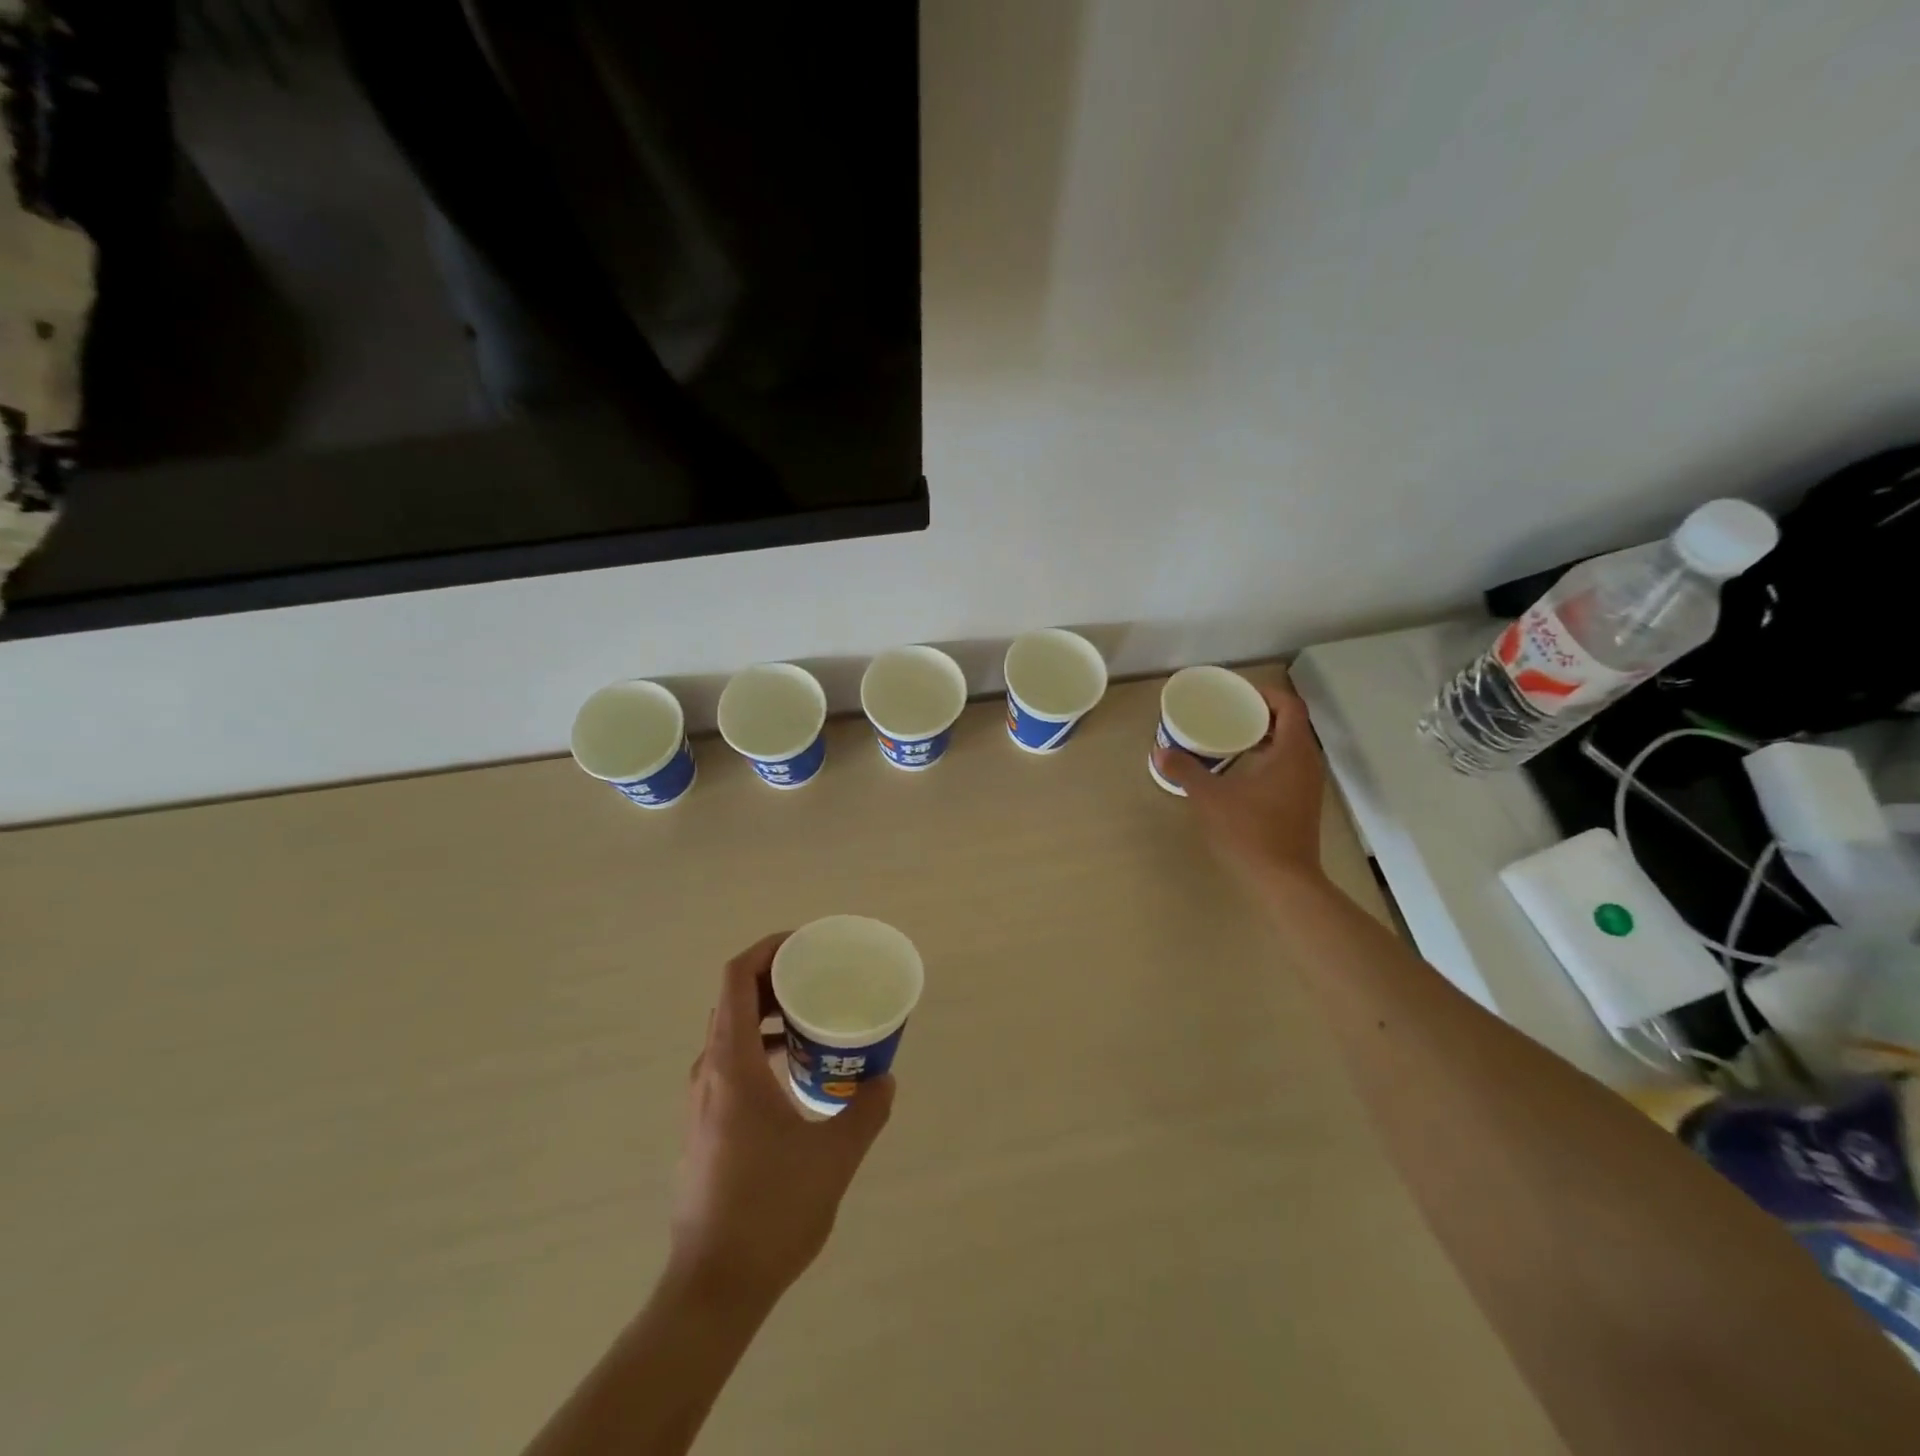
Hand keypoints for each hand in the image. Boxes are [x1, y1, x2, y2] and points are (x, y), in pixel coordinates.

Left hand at [669, 934, 895, 1303]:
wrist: (713, 1287)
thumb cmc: (771, 1211)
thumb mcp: (834, 1157)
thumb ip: (865, 1110)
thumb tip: (885, 1078)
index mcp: (732, 1065)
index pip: (736, 979)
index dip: (768, 949)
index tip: (807, 945)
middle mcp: (708, 1072)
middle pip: (734, 1000)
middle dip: (776, 978)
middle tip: (820, 978)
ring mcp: (702, 1100)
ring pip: (732, 1033)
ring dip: (770, 1015)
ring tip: (816, 1022)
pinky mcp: (705, 1125)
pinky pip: (732, 1063)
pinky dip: (763, 1049)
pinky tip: (799, 1076)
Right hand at [1154, 681, 1327, 887]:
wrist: (1284, 880)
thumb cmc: (1251, 832)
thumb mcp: (1210, 798)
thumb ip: (1185, 771)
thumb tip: (1160, 751)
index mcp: (1292, 752)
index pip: (1290, 706)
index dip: (1266, 694)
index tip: (1239, 695)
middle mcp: (1307, 763)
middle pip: (1292, 724)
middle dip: (1262, 714)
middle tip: (1230, 713)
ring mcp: (1308, 785)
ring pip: (1291, 746)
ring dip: (1266, 737)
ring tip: (1233, 738)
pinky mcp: (1303, 803)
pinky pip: (1290, 766)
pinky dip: (1270, 757)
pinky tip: (1242, 770)